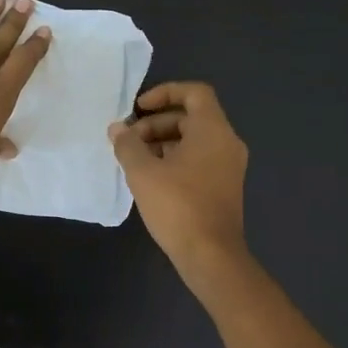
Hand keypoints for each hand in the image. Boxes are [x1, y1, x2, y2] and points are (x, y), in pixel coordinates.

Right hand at [109, 81, 249, 283]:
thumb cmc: (177, 205)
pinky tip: (151, 179)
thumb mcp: (143, 172)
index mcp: (213, 129)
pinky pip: (199, 160)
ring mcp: (229, 166)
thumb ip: (128, 145)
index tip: (138, 108)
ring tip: (135, 161)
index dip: (164, 92)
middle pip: (191, 118)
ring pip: (194, 141)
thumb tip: (118, 129)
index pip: (194, 92)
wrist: (211, 255)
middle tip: (129, 142)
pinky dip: (175, 160)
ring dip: (163, 143)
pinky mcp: (225, 187)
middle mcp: (227, 142)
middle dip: (156, 124)